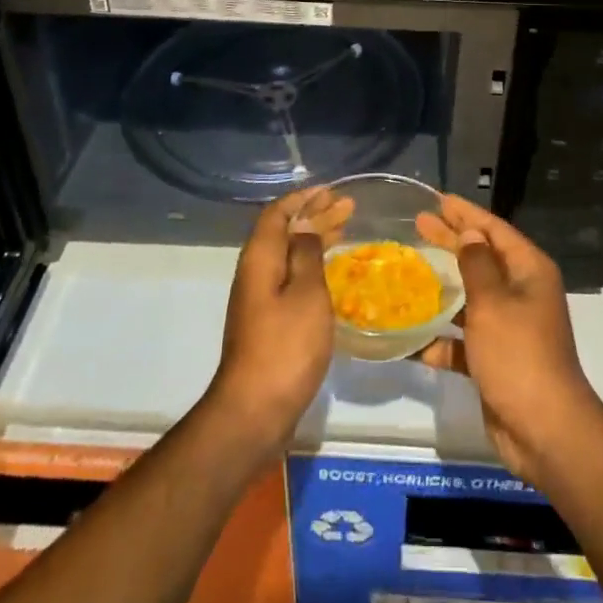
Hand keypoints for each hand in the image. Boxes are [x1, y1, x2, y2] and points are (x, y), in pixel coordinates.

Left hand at [208, 185, 353, 452]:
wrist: (255, 410)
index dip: (303, 198)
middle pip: (283, 232)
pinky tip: (331, 273)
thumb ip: (306, 254)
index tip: (331, 192)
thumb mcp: (305, 293)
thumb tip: (304, 228)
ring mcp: (259, 300)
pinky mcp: (268, 323)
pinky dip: (312, 265)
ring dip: (314, 239)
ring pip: (288, 256)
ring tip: (344, 230)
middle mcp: (255, 273)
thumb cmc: (286, 346)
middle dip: (314, 216)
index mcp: (260, 259)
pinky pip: (291, 279)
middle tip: (348, 207)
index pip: (277, 213)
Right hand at [415, 197, 602, 484]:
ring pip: (470, 299)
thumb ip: (477, 265)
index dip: (466, 214)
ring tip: (406, 274)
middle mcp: (521, 293)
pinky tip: (412, 340)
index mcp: (528, 271)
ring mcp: (509, 328)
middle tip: (416, 225)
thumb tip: (471, 234)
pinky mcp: (495, 359)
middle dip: (449, 242)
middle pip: (480, 259)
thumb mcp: (493, 303)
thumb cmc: (518, 355)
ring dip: (441, 290)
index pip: (494, 230)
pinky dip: (441, 339)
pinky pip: (463, 341)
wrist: (544, 431)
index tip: (437, 199)